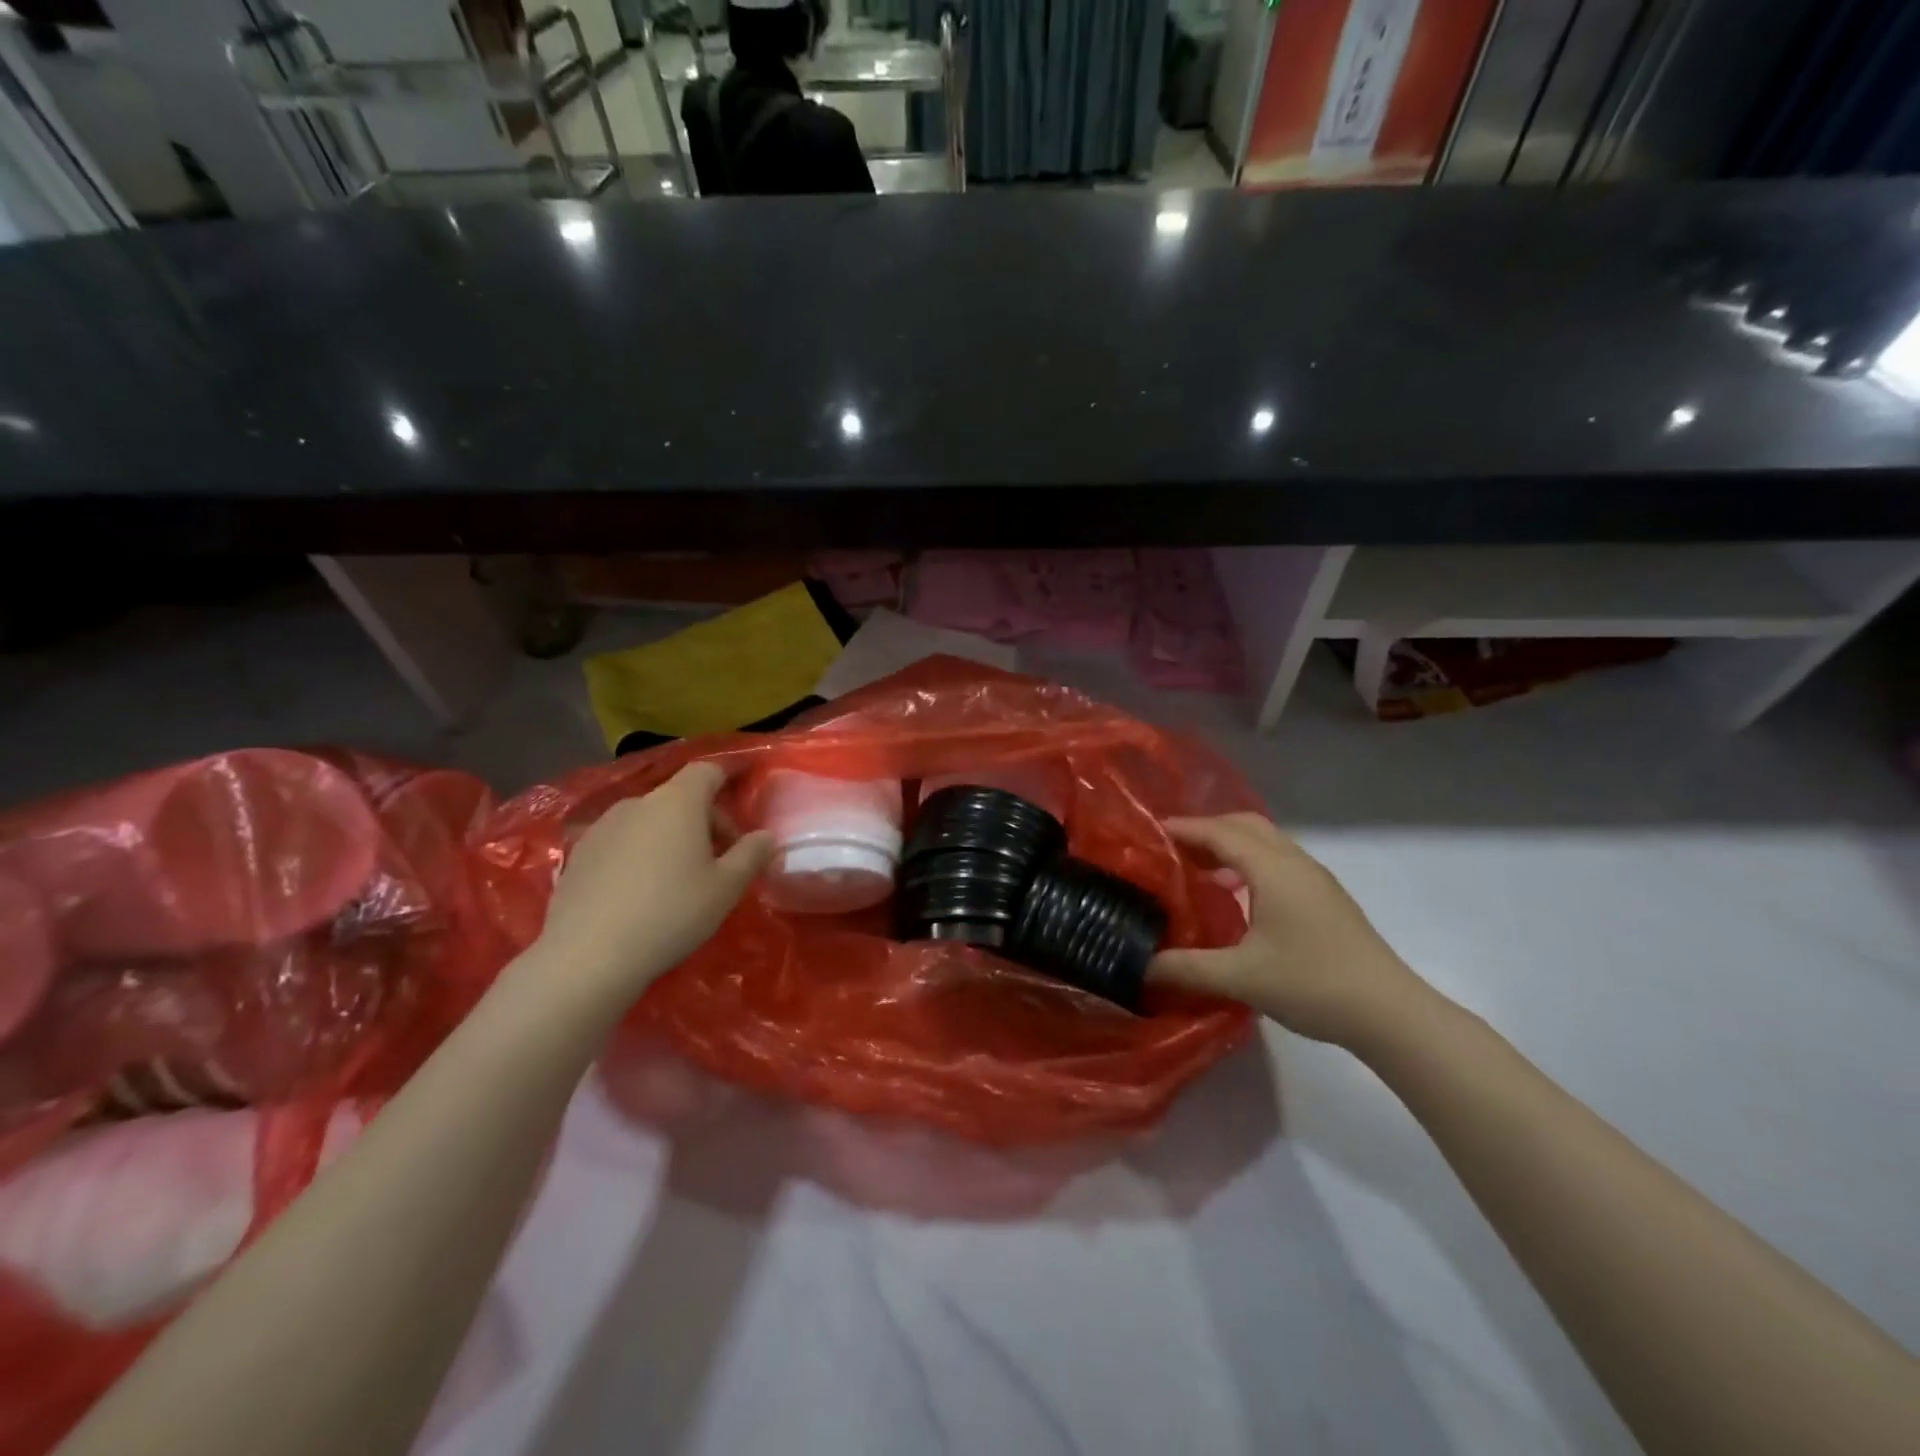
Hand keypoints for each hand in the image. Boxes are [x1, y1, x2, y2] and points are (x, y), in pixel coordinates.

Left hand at [532, 763, 772, 1009]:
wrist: (587, 956)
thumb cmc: (671, 912)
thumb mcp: (726, 888)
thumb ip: (751, 854)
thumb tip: (766, 836)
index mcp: (678, 802)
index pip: (708, 770)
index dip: (730, 777)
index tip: (744, 794)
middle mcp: (638, 803)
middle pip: (680, 797)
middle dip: (705, 820)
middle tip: (722, 859)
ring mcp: (602, 827)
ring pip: (650, 820)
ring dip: (671, 837)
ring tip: (681, 877)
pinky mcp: (578, 855)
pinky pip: (622, 842)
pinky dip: (640, 854)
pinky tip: (642, 892)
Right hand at [1149, 814, 1428, 1046]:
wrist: (1390, 1013)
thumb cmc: (1313, 984)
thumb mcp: (1241, 978)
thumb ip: (1185, 968)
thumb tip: (1139, 966)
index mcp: (1273, 869)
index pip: (1220, 832)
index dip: (1184, 828)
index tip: (1149, 833)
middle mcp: (1295, 863)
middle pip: (1245, 825)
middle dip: (1206, 829)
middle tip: (1172, 850)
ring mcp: (1315, 879)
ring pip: (1265, 842)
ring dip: (1230, 845)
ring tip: (1197, 870)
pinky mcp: (1325, 898)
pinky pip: (1277, 861)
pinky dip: (1249, 862)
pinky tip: (1236, 895)